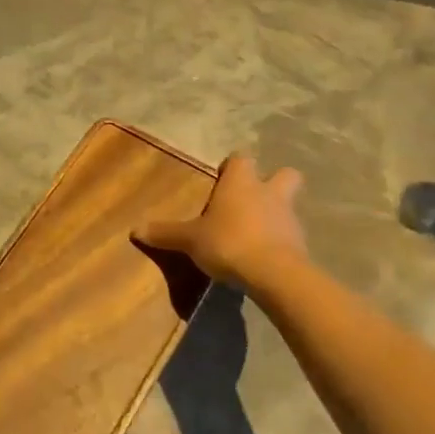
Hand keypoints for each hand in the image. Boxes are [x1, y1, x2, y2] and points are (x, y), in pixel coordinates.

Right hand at [134, 152, 307, 286]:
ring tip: (254, 233)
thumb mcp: (190, 240)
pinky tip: (264, 256)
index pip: (241, 158)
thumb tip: (134, 230)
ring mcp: (289, 217)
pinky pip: (290, 235)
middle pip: (283, 174)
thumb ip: (165, 233)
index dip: (232, 167)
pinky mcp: (300, 243)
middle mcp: (268, 192)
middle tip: (252, 200)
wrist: (274, 274)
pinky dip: (280, 241)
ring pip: (287, 205)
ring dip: (275, 214)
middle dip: (272, 182)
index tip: (222, 179)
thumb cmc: (228, 242)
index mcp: (241, 182)